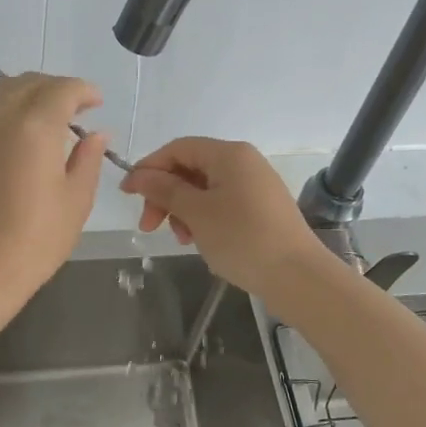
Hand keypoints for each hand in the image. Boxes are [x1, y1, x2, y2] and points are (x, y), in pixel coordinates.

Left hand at [0, 74, 107, 307]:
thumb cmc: (37, 239)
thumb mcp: (76, 199)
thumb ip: (88, 159)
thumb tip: (95, 134)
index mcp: (34, 128)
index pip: (61, 90)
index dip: (83, 91)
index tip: (97, 102)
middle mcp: (0, 120)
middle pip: (29, 83)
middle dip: (56, 87)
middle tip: (77, 109)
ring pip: (2, 92)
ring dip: (29, 93)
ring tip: (49, 117)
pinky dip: (9, 110)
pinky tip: (23, 138)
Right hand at [119, 137, 325, 295]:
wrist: (298, 277)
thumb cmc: (242, 238)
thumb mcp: (197, 213)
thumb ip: (164, 190)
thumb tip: (138, 175)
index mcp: (229, 154)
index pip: (178, 149)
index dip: (149, 168)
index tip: (127, 195)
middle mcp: (244, 162)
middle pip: (190, 168)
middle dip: (165, 195)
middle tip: (149, 226)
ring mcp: (255, 185)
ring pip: (204, 189)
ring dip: (183, 210)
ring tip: (181, 239)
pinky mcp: (262, 208)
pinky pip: (222, 203)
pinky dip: (203, 218)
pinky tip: (200, 241)